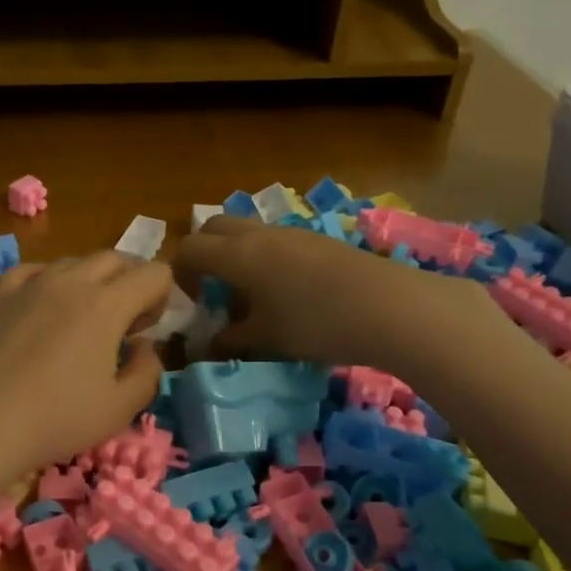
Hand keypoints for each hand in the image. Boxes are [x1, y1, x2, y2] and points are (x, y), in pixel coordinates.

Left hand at [0, 253, 172, 486]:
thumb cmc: (52, 421)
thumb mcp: (119, 409)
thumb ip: (147, 372)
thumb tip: (145, 346)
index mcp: (106, 304)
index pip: (153, 273)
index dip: (163, 296)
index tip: (150, 329)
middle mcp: (69, 281)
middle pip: (115, 259)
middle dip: (131, 281)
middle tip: (126, 323)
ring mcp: (28, 284)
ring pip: (73, 262)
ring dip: (92, 281)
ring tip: (83, 319)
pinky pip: (32, 272)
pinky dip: (49, 282)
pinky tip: (43, 307)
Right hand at [172, 215, 495, 367]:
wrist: (391, 307)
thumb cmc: (317, 324)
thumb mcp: (268, 338)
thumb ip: (232, 339)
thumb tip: (210, 343)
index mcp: (238, 255)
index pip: (189, 249)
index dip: (179, 273)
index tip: (192, 302)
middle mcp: (260, 234)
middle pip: (214, 227)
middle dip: (203, 253)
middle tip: (212, 289)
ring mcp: (292, 233)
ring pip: (247, 231)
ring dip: (236, 254)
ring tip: (250, 294)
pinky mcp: (318, 240)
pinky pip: (275, 240)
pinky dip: (264, 257)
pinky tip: (287, 292)